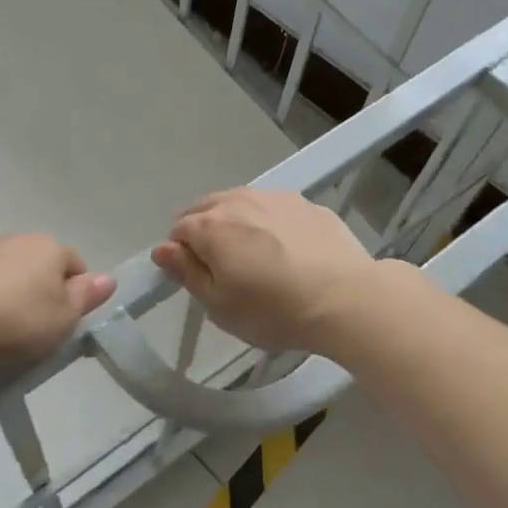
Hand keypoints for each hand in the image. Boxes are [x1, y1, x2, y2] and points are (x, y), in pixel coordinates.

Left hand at [0, 234, 114, 360]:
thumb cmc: (16, 320)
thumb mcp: (63, 319)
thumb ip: (87, 297)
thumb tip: (109, 278)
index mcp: (51, 247)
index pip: (76, 266)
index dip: (75, 295)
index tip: (64, 324)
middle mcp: (21, 238)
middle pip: (43, 266)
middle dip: (44, 292)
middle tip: (37, 329)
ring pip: (13, 272)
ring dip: (14, 294)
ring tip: (4, 330)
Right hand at [150, 188, 381, 356]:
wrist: (345, 297)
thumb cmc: (273, 309)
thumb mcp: (219, 305)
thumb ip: (187, 272)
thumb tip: (161, 249)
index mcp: (210, 226)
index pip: (178, 230)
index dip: (180, 253)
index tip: (196, 277)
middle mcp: (238, 200)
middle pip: (206, 207)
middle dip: (203, 230)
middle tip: (219, 265)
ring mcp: (275, 197)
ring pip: (241, 201)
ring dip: (235, 220)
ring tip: (250, 252)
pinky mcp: (305, 203)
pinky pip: (274, 207)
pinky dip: (269, 221)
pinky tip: (285, 247)